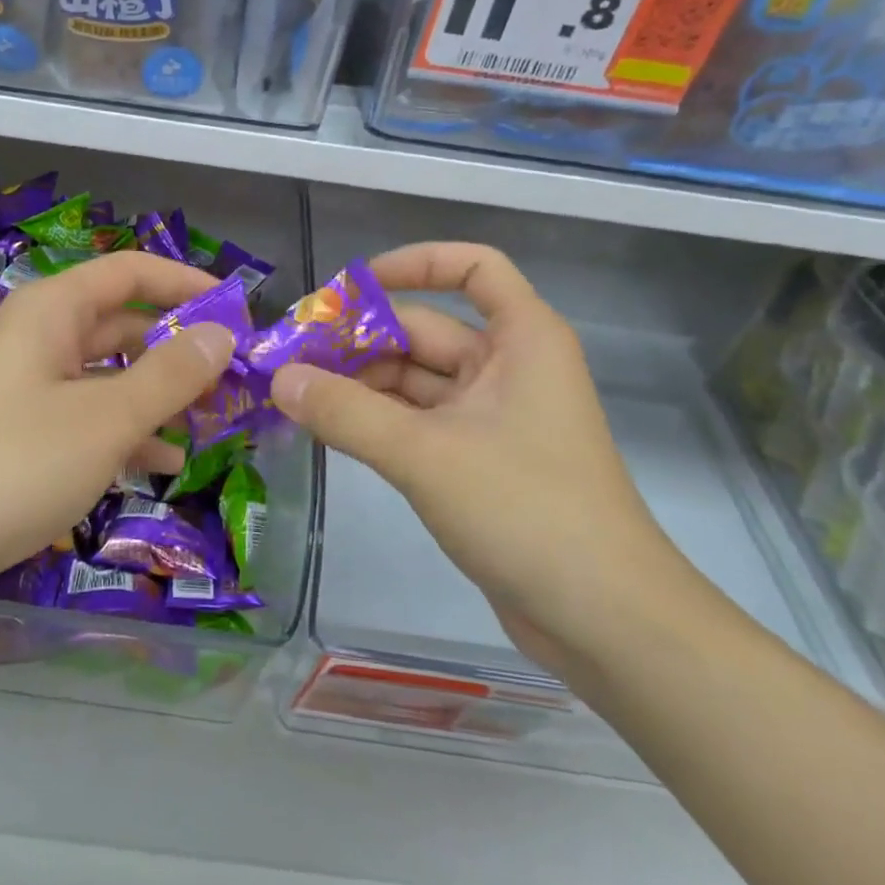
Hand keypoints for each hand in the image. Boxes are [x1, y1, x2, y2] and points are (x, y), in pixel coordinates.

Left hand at [0, 251, 235, 603]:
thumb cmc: (11, 463)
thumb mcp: (105, 418)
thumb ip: (170, 375)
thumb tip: (222, 335)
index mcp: (52, 311)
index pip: (130, 271)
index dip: (185, 284)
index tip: (237, 310)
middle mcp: (39, 340)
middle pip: (122, 324)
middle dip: (178, 347)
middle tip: (234, 377)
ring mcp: (27, 391)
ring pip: (108, 377)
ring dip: (158, 394)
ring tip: (212, 421)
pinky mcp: (21, 440)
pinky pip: (86, 421)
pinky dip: (126, 434)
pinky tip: (164, 463)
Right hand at [272, 242, 692, 674]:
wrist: (606, 621)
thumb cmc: (527, 510)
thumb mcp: (424, 455)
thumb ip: (346, 413)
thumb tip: (279, 379)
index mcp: (521, 339)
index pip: (473, 267)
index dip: (414, 263)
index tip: (351, 288)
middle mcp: (508, 367)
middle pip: (425, 329)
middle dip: (359, 339)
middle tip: (290, 355)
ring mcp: (493, 417)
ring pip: (415, 380)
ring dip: (360, 385)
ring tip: (296, 395)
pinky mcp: (478, 461)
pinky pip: (417, 422)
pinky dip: (375, 421)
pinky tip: (328, 428)